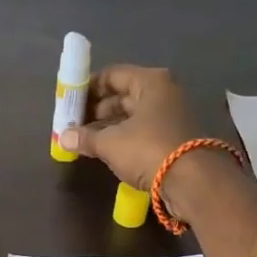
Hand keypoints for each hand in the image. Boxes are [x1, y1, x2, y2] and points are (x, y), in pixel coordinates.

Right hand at [56, 64, 205, 189]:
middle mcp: (164, 93)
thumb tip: (63, 137)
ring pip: (134, 115)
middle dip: (97, 110)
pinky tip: (108, 150)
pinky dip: (125, 138)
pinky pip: (144, 131)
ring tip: (86, 140)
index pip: (112, 75)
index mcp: (150, 82)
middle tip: (74, 124)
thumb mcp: (110, 143)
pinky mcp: (176, 138)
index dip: (88, 87)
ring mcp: (172, 116)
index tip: (69, 102)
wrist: (193, 182)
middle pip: (124, 95)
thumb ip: (85, 137)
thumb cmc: (148, 149)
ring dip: (109, 126)